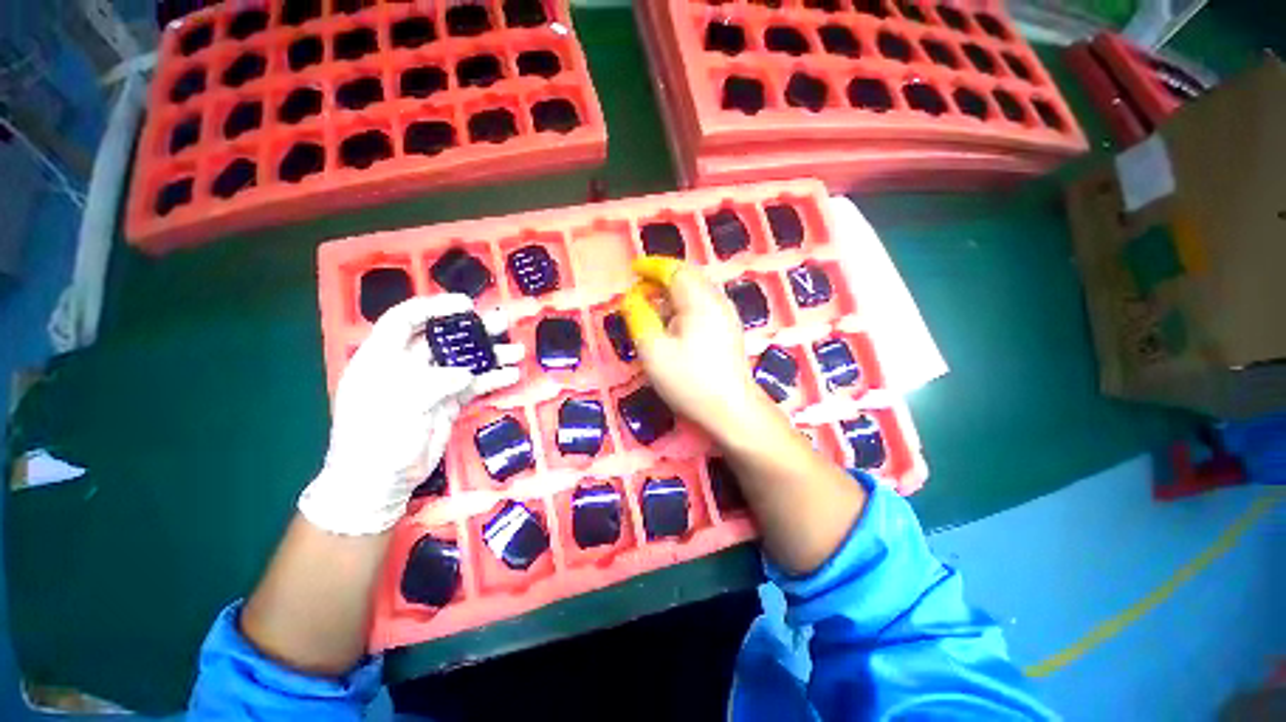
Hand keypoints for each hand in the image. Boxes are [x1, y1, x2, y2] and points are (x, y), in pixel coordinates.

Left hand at [299, 295, 522, 534]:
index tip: (466, 305)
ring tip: (516, 350)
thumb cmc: (374, 441)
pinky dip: (492, 379)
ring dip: (490, 354)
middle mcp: (408, 366)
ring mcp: (431, 385)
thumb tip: (466, 374)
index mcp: (382, 358)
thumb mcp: (396, 407)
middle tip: (503, 322)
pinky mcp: (448, 402)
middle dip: (474, 329)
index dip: (434, 307)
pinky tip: (511, 375)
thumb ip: (432, 384)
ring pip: (464, 361)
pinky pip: (474, 385)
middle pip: (444, 339)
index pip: (405, 320)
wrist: (379, 483)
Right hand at [620, 257, 775, 444]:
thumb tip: (632, 297)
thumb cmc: (689, 380)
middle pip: (688, 276)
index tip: (632, 270)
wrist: (732, 409)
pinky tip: (674, 323)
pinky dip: (684, 304)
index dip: (651, 267)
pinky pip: (703, 304)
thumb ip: (639, 317)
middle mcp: (716, 300)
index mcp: (699, 300)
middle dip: (661, 278)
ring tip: (653, 306)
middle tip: (640, 289)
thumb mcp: (653, 349)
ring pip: (696, 290)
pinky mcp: (728, 329)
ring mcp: (726, 315)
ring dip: (672, 292)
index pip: (674, 270)